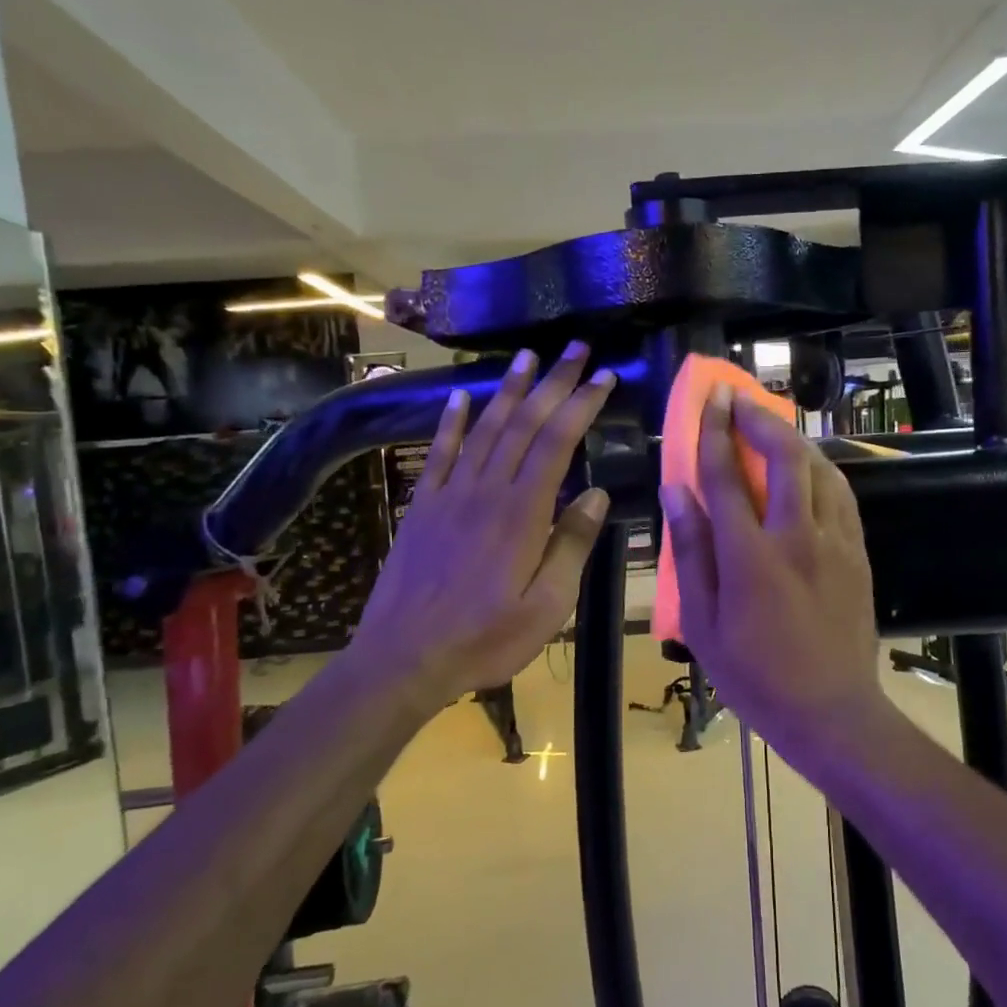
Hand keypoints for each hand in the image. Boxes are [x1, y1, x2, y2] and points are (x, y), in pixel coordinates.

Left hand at [350, 342, 615, 708]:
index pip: (557, 442)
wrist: (403, 659)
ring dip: (507, 389)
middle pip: (523, 423)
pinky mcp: (422, 506)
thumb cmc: (484, 639)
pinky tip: (460, 396)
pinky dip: (451, 421)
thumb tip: (599, 495)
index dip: (581, 404)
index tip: (604, 376)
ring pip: (484, 428)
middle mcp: (486, 490)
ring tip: (527, 355)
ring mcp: (450, 495)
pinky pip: (438, 453)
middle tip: (575, 347)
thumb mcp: (547, 607)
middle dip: (553, 382)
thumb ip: (571, 546)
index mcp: (522, 513)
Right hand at [659, 388, 883, 745]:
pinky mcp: (858, 553)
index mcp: (750, 556)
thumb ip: (690, 552)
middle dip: (760, 418)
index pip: (725, 476)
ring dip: (793, 439)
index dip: (714, 431)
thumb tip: (676, 492)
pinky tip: (808, 469)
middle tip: (740, 400)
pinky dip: (821, 469)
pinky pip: (841, 494)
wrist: (832, 713)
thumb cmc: (755, 676)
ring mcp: (835, 542)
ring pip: (820, 468)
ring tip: (771, 428)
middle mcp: (797, 536)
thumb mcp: (703, 623)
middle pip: (784, 456)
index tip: (709, 399)